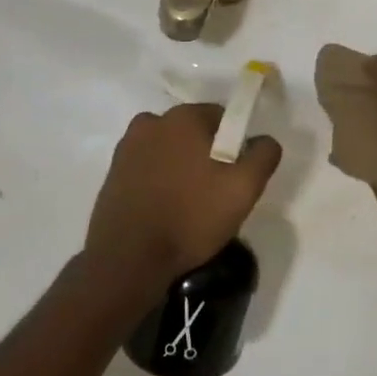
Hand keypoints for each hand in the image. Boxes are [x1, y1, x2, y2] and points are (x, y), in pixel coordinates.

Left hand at [83, 104, 282, 294]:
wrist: (128, 258)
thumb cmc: (191, 217)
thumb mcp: (244, 188)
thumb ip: (263, 155)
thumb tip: (264, 140)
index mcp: (183, 117)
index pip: (222, 117)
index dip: (234, 144)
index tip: (235, 175)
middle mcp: (151, 122)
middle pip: (192, 132)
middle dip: (206, 155)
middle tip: (215, 193)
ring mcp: (127, 148)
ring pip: (168, 150)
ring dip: (180, 167)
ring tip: (188, 205)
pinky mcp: (112, 173)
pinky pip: (147, 168)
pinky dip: (158, 181)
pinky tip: (164, 210)